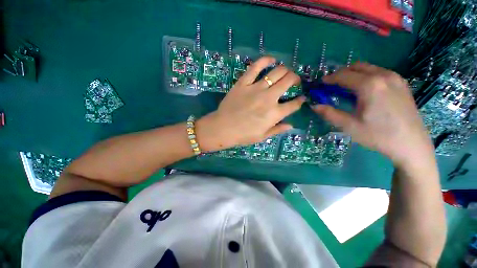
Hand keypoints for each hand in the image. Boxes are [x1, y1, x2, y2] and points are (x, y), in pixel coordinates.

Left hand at [196, 56, 304, 151]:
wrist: (223, 128)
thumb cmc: (243, 135)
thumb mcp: (262, 136)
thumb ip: (278, 130)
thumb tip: (291, 125)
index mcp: (274, 114)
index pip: (294, 104)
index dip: (300, 101)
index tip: (302, 98)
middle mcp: (269, 98)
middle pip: (288, 81)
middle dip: (295, 79)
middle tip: (294, 80)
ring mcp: (256, 88)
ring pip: (276, 72)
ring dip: (284, 70)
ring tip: (285, 72)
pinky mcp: (243, 83)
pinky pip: (255, 67)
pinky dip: (265, 61)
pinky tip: (271, 60)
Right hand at [313, 62, 434, 168]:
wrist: (412, 144)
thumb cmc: (378, 136)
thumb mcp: (349, 126)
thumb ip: (330, 114)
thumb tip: (314, 106)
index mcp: (369, 85)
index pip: (343, 75)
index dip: (329, 78)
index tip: (320, 83)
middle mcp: (383, 76)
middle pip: (356, 67)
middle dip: (341, 74)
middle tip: (332, 85)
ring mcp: (395, 78)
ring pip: (369, 67)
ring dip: (354, 74)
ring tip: (346, 87)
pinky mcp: (402, 83)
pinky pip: (379, 72)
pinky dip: (367, 76)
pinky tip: (365, 90)